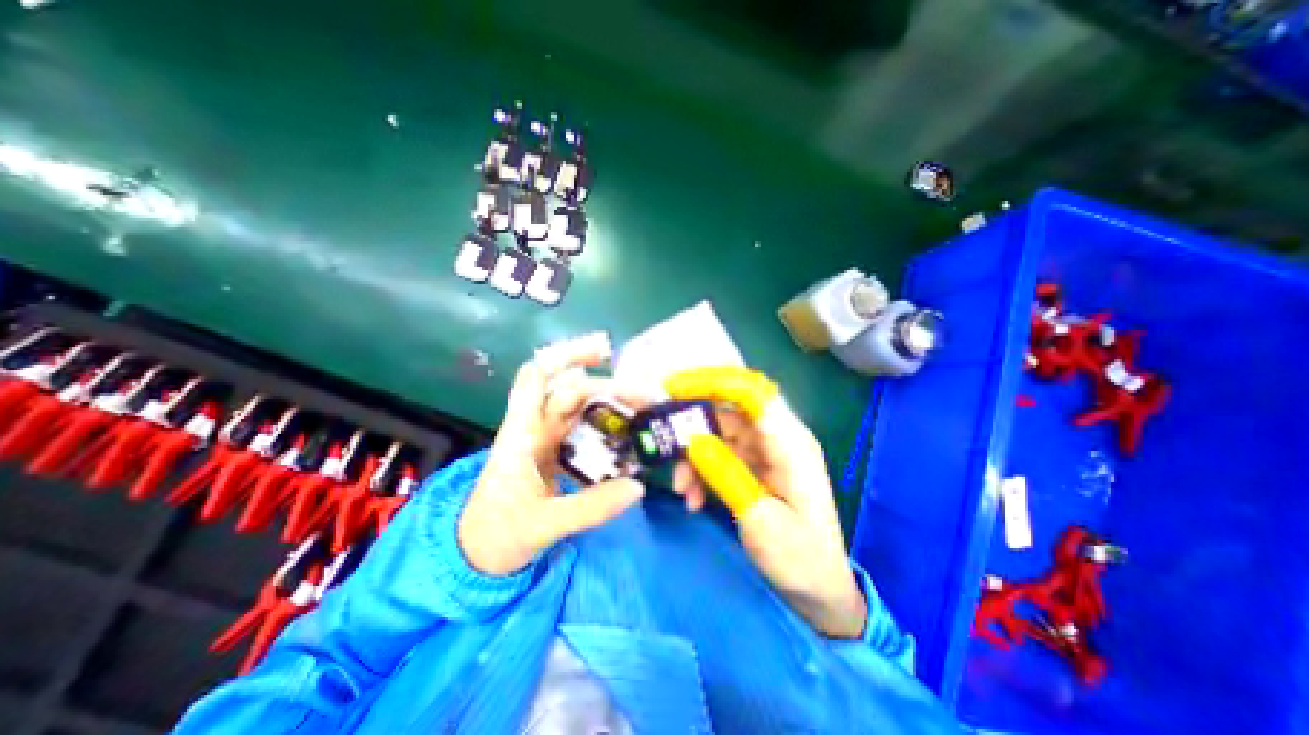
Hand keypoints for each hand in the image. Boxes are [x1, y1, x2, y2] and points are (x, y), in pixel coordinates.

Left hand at [456, 334, 652, 580]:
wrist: (477, 554)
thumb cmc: (498, 534)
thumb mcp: (543, 524)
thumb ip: (590, 508)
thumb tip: (638, 487)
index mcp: (522, 434)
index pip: (536, 376)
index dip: (566, 355)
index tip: (603, 352)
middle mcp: (535, 428)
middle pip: (571, 391)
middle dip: (608, 387)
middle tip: (644, 398)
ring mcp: (547, 440)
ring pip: (580, 408)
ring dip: (610, 404)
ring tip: (643, 411)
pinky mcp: (557, 453)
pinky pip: (585, 430)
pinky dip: (607, 426)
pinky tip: (628, 434)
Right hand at [666, 370, 867, 638]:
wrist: (816, 589)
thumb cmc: (799, 557)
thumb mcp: (759, 518)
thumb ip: (725, 474)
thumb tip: (691, 439)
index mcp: (790, 442)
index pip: (751, 392)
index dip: (713, 382)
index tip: (674, 389)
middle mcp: (777, 438)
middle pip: (728, 410)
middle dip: (693, 424)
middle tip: (662, 439)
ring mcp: (764, 451)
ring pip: (718, 434)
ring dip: (694, 455)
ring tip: (682, 488)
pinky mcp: (753, 466)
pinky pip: (719, 455)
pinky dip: (701, 470)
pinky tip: (693, 498)